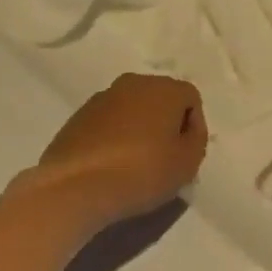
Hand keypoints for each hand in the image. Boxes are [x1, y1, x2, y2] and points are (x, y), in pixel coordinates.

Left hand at [28, 74, 208, 228]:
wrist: (75, 186)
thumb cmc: (141, 172)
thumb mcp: (187, 164)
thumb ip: (196, 140)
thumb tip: (187, 130)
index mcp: (163, 88)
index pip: (190, 98)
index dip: (194, 126)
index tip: (185, 154)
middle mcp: (133, 83)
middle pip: (160, 99)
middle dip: (165, 124)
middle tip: (163, 158)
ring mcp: (102, 98)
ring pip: (132, 109)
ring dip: (138, 129)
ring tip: (134, 165)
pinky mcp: (78, 116)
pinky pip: (107, 122)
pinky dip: (113, 137)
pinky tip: (109, 166)